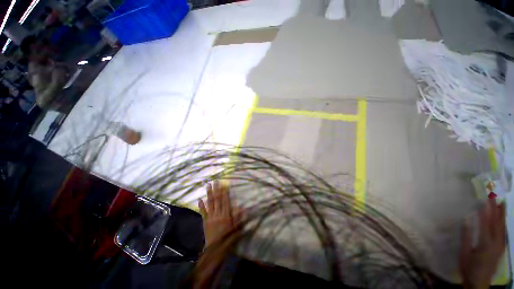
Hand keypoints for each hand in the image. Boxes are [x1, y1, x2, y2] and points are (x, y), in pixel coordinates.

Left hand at [198, 181, 241, 247]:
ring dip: (209, 194)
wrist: (216, 250)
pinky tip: (199, 199)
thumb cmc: (228, 239)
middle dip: (216, 189)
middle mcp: (218, 214)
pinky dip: (201, 206)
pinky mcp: (205, 222)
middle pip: (217, 200)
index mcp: (226, 215)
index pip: (226, 201)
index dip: (224, 192)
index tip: (223, 184)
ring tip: (208, 186)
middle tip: (214, 181)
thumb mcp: (237, 229)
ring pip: (210, 203)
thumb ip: (239, 218)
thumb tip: (241, 207)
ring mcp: (210, 217)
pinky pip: (203, 213)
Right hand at [459, 198, 505, 288]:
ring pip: (502, 227)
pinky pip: (502, 232)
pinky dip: (502, 222)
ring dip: (501, 214)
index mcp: (485, 244)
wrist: (479, 283)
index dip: (485, 211)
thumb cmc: (469, 268)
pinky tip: (501, 218)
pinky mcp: (501, 247)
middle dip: (496, 209)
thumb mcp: (464, 254)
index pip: (486, 223)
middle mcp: (496, 242)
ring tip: (501, 202)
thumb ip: (466, 237)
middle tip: (494, 196)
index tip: (484, 199)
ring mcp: (500, 245)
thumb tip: (466, 219)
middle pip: (497, 223)